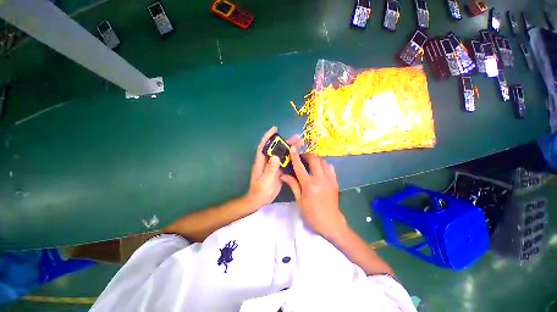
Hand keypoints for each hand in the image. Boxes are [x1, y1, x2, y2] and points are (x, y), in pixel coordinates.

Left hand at [247, 126, 303, 207]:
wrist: (260, 200)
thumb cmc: (260, 191)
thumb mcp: (265, 181)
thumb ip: (270, 169)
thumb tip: (275, 157)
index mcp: (261, 161)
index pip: (264, 146)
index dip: (268, 136)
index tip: (274, 128)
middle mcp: (267, 161)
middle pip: (276, 148)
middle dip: (285, 142)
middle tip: (297, 137)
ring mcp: (273, 165)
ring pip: (282, 154)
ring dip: (290, 148)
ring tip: (301, 143)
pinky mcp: (278, 170)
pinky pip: (285, 161)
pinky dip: (291, 157)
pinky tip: (298, 155)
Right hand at [281, 147, 346, 237]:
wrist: (330, 221)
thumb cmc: (311, 213)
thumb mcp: (299, 200)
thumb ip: (292, 184)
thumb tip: (283, 175)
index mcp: (309, 185)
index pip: (300, 166)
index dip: (295, 156)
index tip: (293, 148)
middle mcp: (320, 179)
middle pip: (314, 159)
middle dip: (307, 155)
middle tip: (302, 158)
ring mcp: (329, 179)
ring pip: (323, 161)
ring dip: (316, 159)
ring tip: (310, 162)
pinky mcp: (335, 181)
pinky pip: (330, 167)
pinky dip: (324, 164)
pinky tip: (320, 168)